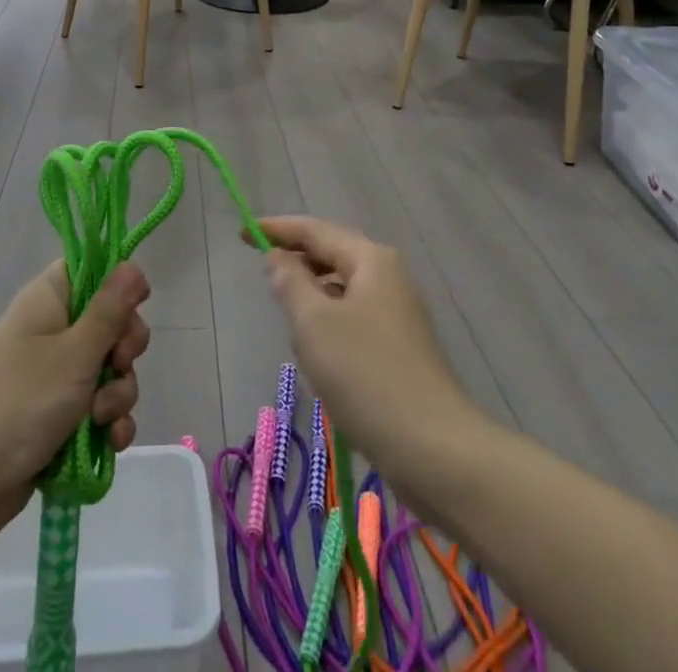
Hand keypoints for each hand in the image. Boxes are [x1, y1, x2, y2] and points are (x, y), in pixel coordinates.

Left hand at [0, 261, 151, 558]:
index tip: (135, 307)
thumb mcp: (76, 352)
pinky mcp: (59, 417)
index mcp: (50, 300)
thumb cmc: (21, 402)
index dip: (118, 286)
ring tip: (100, 420)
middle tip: (117, 365)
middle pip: (111, 323)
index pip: (92, 271)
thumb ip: (110, 309)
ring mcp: (56, 376)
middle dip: (125, 351)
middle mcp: (54, 331)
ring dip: (118, 395)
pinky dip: (108, 424)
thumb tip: (132, 264)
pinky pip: (99, 409)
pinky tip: (109, 443)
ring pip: (110, 370)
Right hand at [258, 217, 477, 491]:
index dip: (277, 229)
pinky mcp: (399, 347)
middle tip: (262, 273)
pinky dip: (328, 324)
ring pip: (341, 290)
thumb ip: (290, 282)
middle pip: (332, 255)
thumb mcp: (314, 323)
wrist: (434, 449)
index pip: (315, 230)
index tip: (243, 232)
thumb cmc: (366, 375)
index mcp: (371, 260)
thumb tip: (279, 258)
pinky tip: (316, 354)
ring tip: (287, 318)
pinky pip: (353, 319)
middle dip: (297, 262)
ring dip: (312, 298)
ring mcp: (397, 313)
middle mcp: (388, 277)